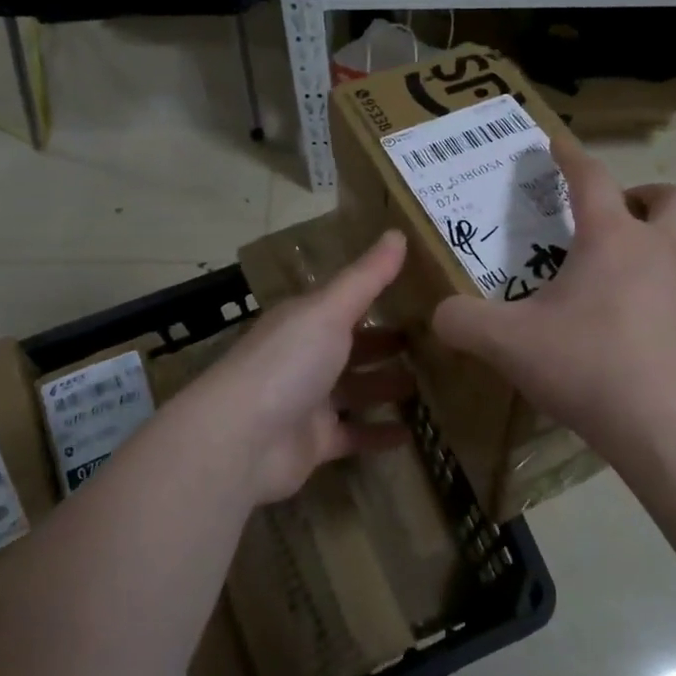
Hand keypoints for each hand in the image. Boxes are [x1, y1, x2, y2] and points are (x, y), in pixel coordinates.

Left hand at [188, 231, 413, 502]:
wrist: (240, 441)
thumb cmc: (286, 363)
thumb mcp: (329, 310)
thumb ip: (366, 277)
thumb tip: (398, 232)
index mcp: (305, 320)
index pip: (347, 303)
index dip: (380, 296)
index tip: (422, 293)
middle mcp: (306, 356)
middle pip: (354, 346)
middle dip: (389, 344)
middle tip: (436, 343)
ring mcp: (309, 401)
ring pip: (357, 390)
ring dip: (388, 386)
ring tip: (432, 384)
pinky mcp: (314, 442)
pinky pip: (354, 434)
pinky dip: (379, 434)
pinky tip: (412, 433)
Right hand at [432, 136, 675, 469]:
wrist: (667, 427)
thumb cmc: (587, 368)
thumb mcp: (508, 344)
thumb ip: (464, 322)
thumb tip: (439, 314)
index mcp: (611, 239)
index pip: (590, 178)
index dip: (572, 157)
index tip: (560, 145)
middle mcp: (666, 248)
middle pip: (674, 196)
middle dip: (650, 196)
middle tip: (628, 216)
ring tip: (668, 252)